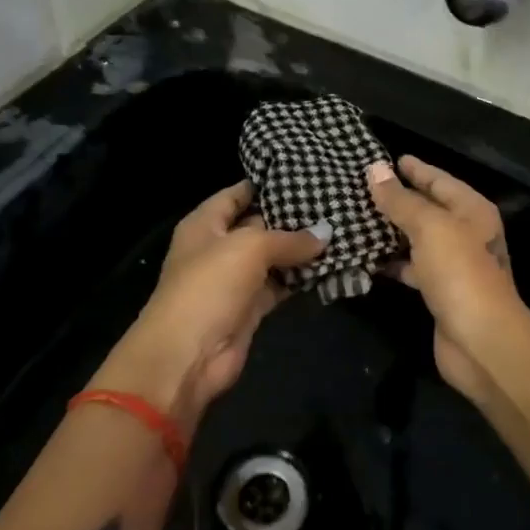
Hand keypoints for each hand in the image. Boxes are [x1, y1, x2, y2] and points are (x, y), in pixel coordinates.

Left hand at [104, 180, 326, 423]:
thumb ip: (289, 238)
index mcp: (206, 224)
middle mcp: (219, 248)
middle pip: (260, 225)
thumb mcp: (250, 248)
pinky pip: (281, 285)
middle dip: (293, 217)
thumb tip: (326, 233)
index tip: (305, 173)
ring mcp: (235, 280)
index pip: (238, 194)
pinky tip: (332, 265)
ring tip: (342, 230)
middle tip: (334, 202)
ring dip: (303, 250)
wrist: (187, 356)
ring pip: (274, 258)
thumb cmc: (209, 286)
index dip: (267, 183)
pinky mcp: (251, 308)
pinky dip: (302, 279)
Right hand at [366, 156, 528, 400]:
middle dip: (398, 198)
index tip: (387, 159)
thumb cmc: (460, 273)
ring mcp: (454, 264)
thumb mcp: (429, 227)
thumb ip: (401, 200)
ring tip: (355, 218)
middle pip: (428, 208)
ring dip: (391, 230)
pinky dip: (392, 261)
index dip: (415, 169)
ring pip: (418, 238)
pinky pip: (412, 267)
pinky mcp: (440, 292)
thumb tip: (375, 170)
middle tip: (360, 187)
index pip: (439, 180)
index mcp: (471, 210)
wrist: (481, 341)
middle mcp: (466, 233)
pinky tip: (366, 257)